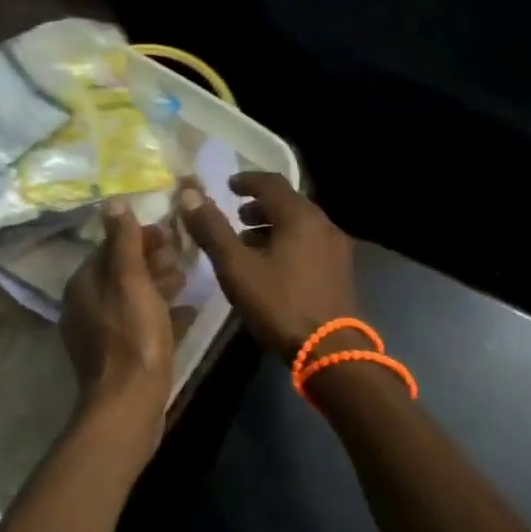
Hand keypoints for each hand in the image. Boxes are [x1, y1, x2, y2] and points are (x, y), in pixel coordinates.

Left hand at [60, 202, 183, 426]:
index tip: (170, 233)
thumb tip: (113, 202)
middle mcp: (87, 306)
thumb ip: (123, 241)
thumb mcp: (130, 281)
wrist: (129, 403)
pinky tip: (187, 313)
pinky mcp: (120, 357)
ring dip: (159, 286)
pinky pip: (142, 326)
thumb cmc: (132, 336)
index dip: (139, 237)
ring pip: (133, 299)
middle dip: (151, 261)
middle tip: (182, 255)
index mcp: (84, 285)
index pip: (110, 248)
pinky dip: (162, 316)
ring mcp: (103, 334)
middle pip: (122, 273)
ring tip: (186, 279)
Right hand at [178, 173, 358, 357]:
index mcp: (300, 216)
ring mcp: (336, 248)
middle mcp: (323, 224)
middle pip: (288, 203)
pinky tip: (272, 267)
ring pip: (300, 225)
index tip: (227, 186)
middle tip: (236, 218)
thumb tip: (190, 195)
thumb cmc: (279, 304)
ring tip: (248, 245)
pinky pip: (310, 243)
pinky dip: (288, 243)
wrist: (330, 351)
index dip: (246, 181)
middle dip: (259, 207)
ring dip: (273, 227)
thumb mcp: (237, 267)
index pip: (271, 183)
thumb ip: (212, 229)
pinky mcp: (341, 271)